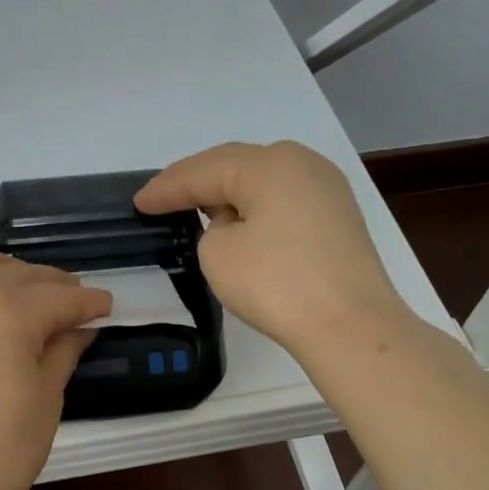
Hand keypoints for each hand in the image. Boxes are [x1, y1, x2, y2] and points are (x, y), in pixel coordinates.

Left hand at [0, 252, 111, 489]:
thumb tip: (77, 328)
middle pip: (11, 274)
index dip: (87, 301)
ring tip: (8, 282)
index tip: (105, 306)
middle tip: (69, 298)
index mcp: (6, 313)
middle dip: (47, 282)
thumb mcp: (45, 404)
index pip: (58, 297)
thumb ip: (61, 354)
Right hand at [134, 141, 407, 362]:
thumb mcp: (219, 254)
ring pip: (262, 181)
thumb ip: (212, 229)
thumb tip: (235, 226)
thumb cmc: (277, 284)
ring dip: (227, 193)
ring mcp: (326, 188)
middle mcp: (301, 163)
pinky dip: (255, 207)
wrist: (350, 325)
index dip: (166, 188)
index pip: (203, 171)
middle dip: (196, 183)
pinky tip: (240, 222)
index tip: (138, 203)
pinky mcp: (338, 217)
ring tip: (196, 208)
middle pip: (235, 165)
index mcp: (269, 164)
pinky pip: (283, 200)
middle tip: (161, 199)